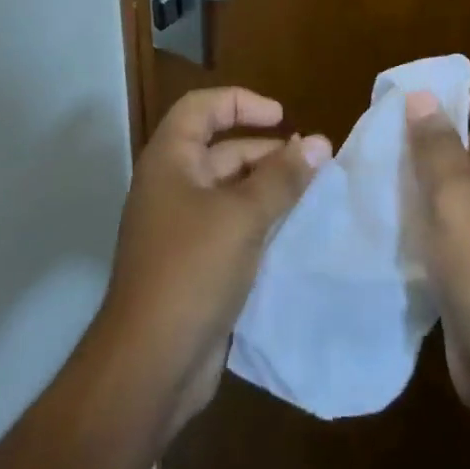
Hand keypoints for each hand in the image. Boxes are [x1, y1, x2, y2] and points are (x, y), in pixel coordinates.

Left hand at [101, 87, 329, 435]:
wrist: (149, 366)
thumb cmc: (192, 270)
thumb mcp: (243, 216)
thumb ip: (283, 178)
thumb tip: (320, 142)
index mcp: (170, 160)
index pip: (203, 107)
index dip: (242, 102)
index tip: (282, 117)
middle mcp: (171, 185)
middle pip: (221, 149)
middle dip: (265, 151)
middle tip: (311, 162)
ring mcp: (180, 227)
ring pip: (229, 191)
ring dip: (267, 188)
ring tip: (311, 194)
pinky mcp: (193, 264)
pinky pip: (230, 227)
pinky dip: (259, 222)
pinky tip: (292, 232)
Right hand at [406, 84, 469, 419]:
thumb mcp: (453, 190)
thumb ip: (435, 139)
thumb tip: (421, 95)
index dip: (447, 94)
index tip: (402, 100)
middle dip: (428, 133)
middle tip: (382, 132)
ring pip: (459, 177)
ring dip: (423, 172)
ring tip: (380, 166)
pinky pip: (455, 212)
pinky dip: (428, 207)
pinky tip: (394, 210)